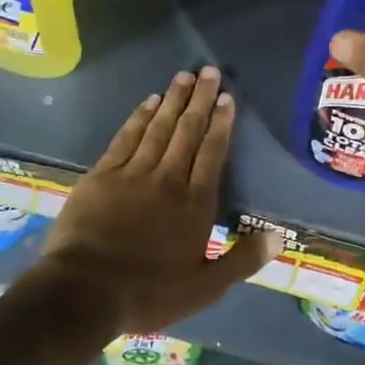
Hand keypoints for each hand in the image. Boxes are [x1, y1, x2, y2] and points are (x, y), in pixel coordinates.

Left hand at [38, 67, 282, 335]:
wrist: (83, 293)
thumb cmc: (148, 293)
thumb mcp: (205, 288)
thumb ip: (243, 260)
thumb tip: (280, 237)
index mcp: (195, 203)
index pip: (212, 153)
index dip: (221, 123)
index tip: (227, 98)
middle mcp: (168, 179)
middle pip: (188, 131)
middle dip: (200, 99)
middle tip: (208, 70)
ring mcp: (133, 173)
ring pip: (159, 128)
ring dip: (173, 100)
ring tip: (184, 76)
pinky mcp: (103, 175)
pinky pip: (126, 137)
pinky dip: (139, 117)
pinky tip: (149, 101)